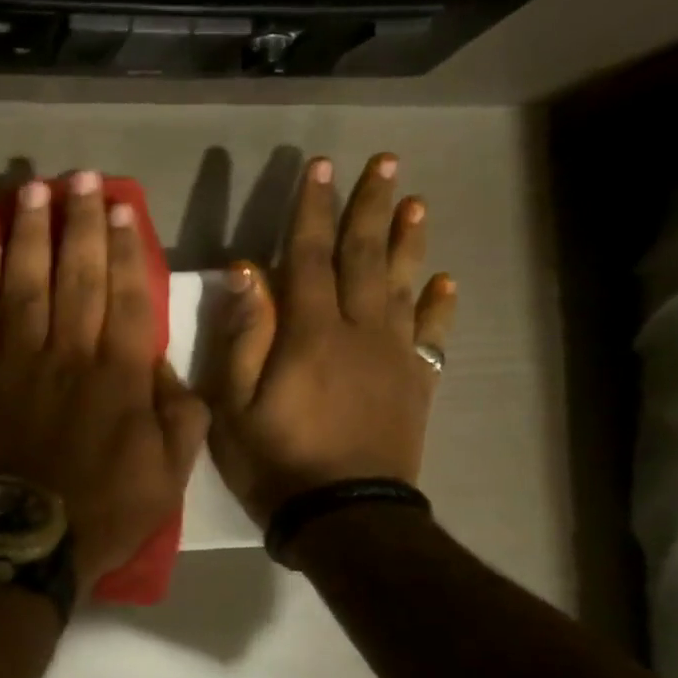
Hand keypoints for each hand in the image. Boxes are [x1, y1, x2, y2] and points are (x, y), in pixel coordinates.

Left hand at [0, 172, 211, 596]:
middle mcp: (69, 355)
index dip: (125, 247)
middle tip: (78, 179)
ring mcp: (16, 362)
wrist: (21, 544)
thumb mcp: (169, 477)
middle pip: (77, 276)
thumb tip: (166, 366)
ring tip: (31, 192)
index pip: (127, 296)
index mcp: (119, 377)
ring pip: (25, 284)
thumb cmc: (100, 513)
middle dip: (79, 223)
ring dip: (29, 235)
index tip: (121, 208)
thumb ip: (179, 416)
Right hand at [203, 153, 456, 522]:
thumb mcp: (234, 401)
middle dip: (371, 206)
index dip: (314, 209)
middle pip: (365, 257)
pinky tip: (444, 281)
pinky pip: (431, 335)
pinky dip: (438, 306)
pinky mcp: (414, 383)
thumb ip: (244, 333)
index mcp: (310, 332)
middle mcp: (359, 331)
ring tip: (416, 202)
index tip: (321, 167)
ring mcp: (393, 356)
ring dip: (407, 242)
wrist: (344, 515)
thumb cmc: (274, 458)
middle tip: (385, 162)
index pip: (310, 255)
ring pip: (403, 286)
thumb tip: (247, 271)